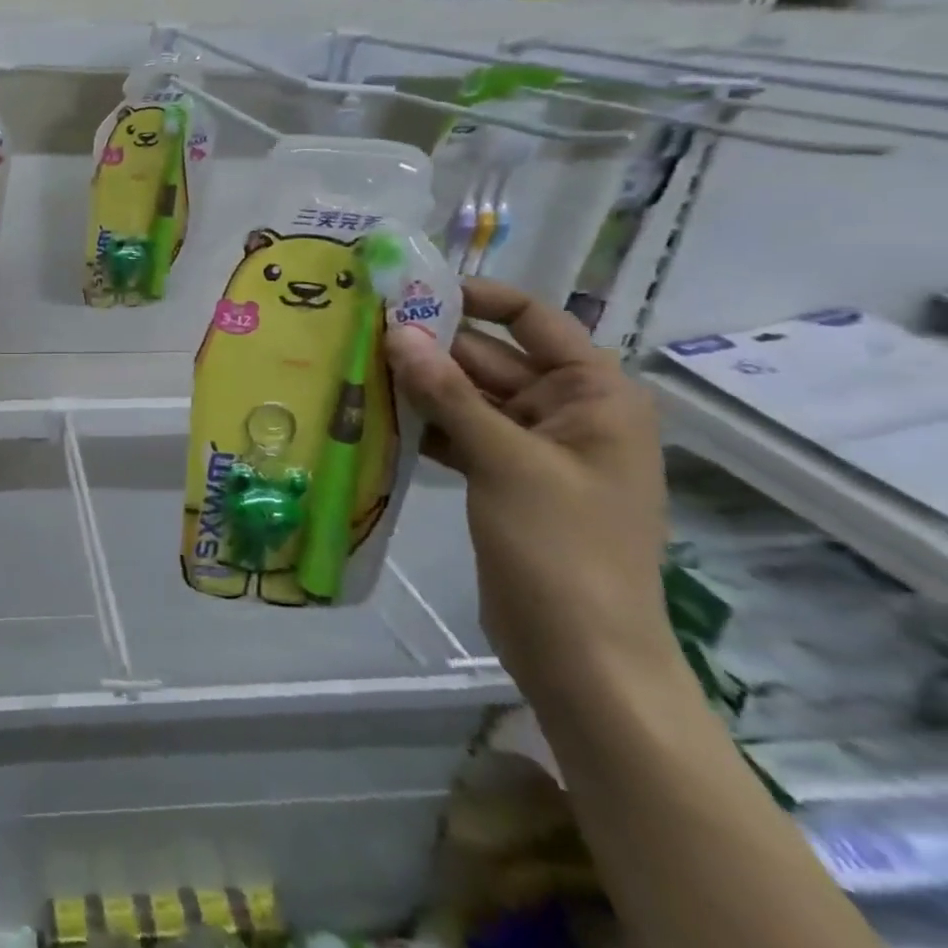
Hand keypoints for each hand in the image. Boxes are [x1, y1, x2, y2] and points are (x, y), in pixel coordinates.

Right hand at [383, 278, 674, 708]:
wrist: (583, 657)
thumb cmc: (563, 548)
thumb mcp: (506, 461)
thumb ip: (449, 394)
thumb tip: (398, 332)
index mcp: (595, 395)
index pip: (533, 321)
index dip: (476, 298)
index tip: (411, 290)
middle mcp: (567, 412)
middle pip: (490, 358)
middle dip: (430, 346)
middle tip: (360, 328)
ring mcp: (533, 448)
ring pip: (467, 397)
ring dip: (418, 386)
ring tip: (354, 365)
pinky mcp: (503, 479)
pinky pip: (458, 434)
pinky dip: (422, 425)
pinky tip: (372, 415)